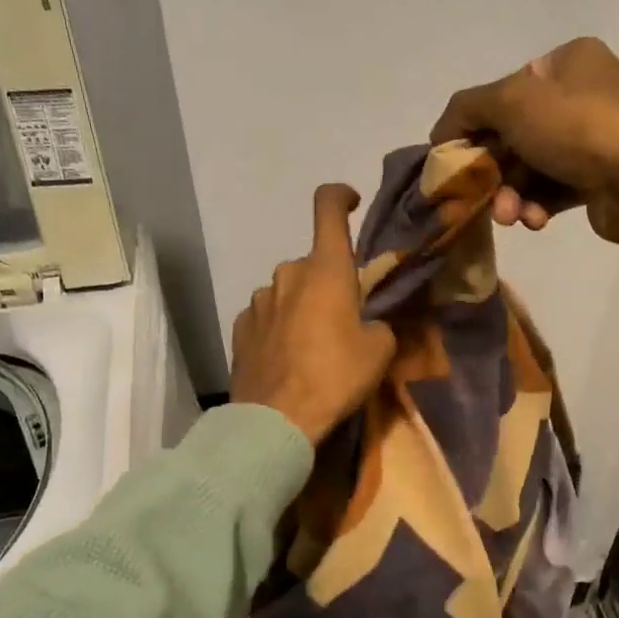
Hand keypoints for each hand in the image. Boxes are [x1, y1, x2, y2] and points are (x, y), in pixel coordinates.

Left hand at [230, 184, 397, 445]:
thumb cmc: (334, 377)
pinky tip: (288, 358)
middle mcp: (287, 273)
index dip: (340, 196)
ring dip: (302, 306)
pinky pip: (267, 316)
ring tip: (313, 346)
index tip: (351, 201)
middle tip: (344, 319)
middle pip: (313, 263)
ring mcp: (258, 300)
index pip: (327, 208)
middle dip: (329, 282)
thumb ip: (378, 324)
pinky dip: (279, 327)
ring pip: (288, 291)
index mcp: (325, 269)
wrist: (275, 421)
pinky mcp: (240, 328)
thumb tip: (369, 324)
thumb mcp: (378, 352)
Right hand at [431, 36, 618, 253]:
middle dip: (494, 170)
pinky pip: (555, 189)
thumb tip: (441, 132)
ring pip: (533, 166)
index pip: (505, 90)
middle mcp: (585, 93)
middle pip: (516, 133)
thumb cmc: (576, 127)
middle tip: (477, 198)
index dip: (474, 125)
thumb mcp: (511, 102)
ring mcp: (597, 137)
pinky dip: (538, 204)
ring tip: (509, 216)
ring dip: (512, 194)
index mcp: (568, 60)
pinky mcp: (602, 177)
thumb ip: (467, 107)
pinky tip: (535, 220)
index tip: (455, 159)